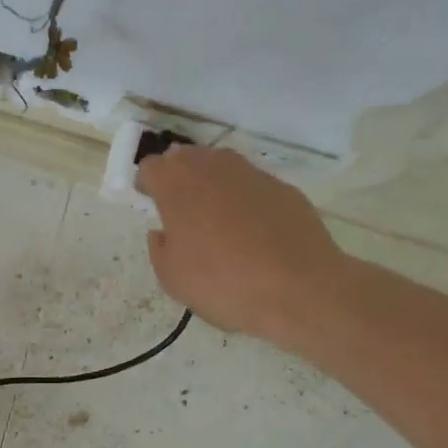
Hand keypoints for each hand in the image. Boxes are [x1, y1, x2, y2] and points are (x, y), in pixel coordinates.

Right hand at [137, 147, 349, 342]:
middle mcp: (212, 167)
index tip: (152, 206)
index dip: (147, 185)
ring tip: (218, 222)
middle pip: (185, 158)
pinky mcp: (283, 187)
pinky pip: (252, 186)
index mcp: (176, 184)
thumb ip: (160, 247)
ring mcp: (251, 173)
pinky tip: (254, 233)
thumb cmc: (224, 284)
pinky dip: (245, 201)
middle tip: (182, 213)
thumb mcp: (172, 278)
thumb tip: (164, 232)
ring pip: (220, 167)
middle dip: (179, 179)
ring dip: (212, 186)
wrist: (300, 289)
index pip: (150, 166)